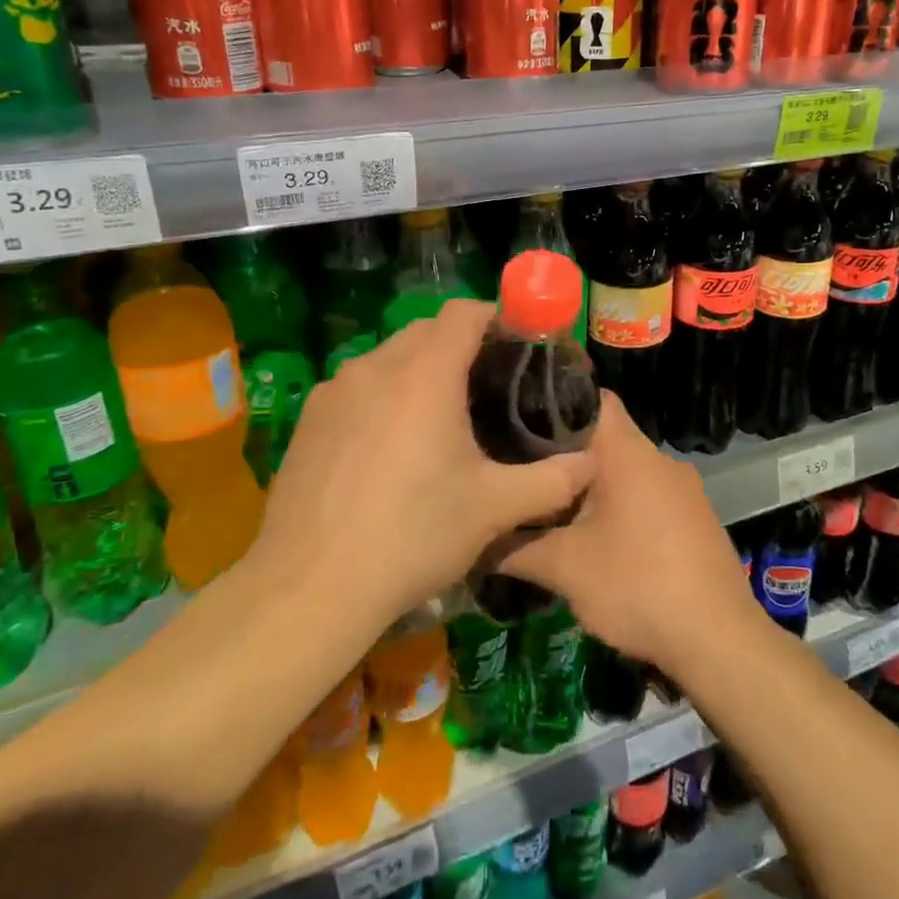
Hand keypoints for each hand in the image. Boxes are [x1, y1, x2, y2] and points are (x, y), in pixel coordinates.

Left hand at [242, 299, 593, 640]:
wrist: (310, 586)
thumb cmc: (412, 534)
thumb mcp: (494, 509)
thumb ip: (552, 481)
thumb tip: (591, 465)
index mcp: (424, 374)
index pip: (464, 313)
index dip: (497, 317)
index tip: (520, 344)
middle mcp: (375, 368)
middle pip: (426, 330)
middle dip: (461, 344)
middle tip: (490, 385)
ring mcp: (334, 392)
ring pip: (388, 357)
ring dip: (420, 369)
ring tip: (442, 416)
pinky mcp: (308, 420)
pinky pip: (358, 388)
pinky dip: (384, 396)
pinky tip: (392, 447)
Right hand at [497, 393, 758, 674]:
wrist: (719, 641)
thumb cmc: (637, 586)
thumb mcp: (565, 569)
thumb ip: (514, 548)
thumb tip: (474, 541)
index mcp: (629, 452)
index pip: (592, 398)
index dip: (554, 402)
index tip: (517, 417)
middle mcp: (660, 459)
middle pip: (605, 437)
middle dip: (563, 453)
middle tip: (520, 470)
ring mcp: (684, 489)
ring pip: (625, 470)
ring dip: (592, 485)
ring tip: (549, 507)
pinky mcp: (695, 518)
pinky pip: (647, 496)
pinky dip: (620, 506)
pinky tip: (597, 539)